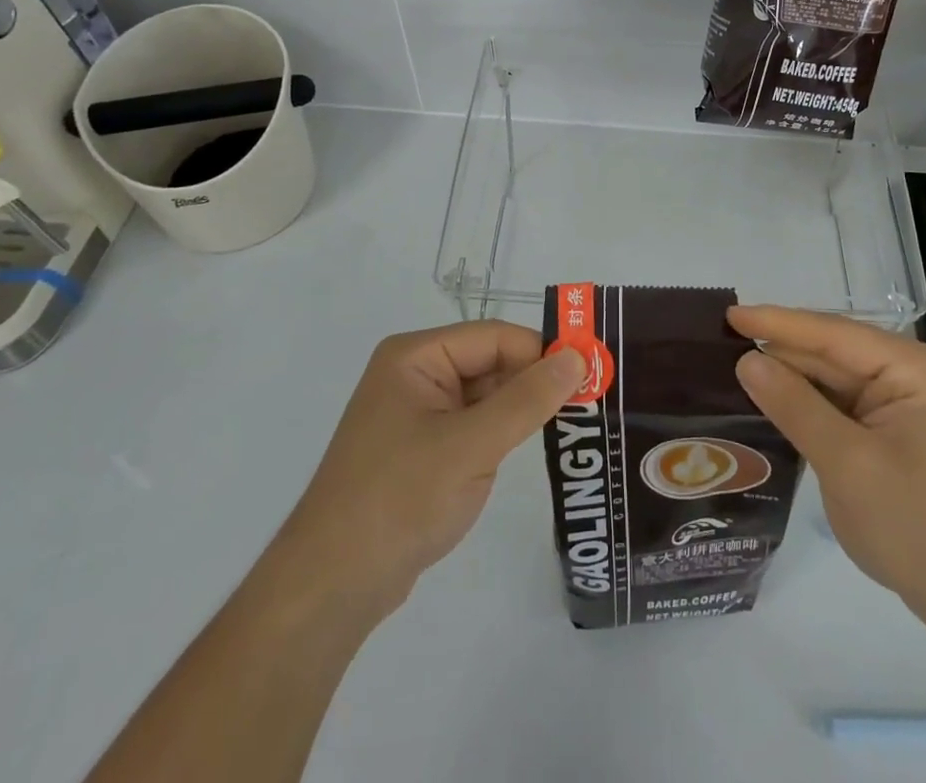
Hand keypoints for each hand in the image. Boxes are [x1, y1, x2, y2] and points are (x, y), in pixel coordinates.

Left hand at [275, 321, 584, 622]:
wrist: (332, 587)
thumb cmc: (399, 500)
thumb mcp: (471, 446)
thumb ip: (527, 400)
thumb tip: (578, 357)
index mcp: (417, 357)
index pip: (494, 338)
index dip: (542, 351)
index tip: (591, 372)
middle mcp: (416, 375)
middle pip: (491, 363)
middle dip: (536, 381)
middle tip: (593, 399)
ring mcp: (418, 414)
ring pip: (486, 396)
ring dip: (522, 409)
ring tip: (576, 422)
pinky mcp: (423, 450)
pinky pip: (474, 426)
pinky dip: (503, 434)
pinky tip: (535, 446)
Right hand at [727, 306, 925, 632]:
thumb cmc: (921, 529)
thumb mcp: (848, 465)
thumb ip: (795, 407)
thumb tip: (747, 360)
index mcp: (915, 368)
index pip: (833, 334)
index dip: (777, 323)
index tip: (729, 314)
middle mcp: (913, 373)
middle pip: (833, 353)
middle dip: (781, 352)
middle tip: (720, 345)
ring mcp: (907, 402)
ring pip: (834, 379)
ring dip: (791, 380)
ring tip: (734, 368)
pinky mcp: (898, 430)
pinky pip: (844, 405)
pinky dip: (809, 405)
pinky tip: (772, 401)